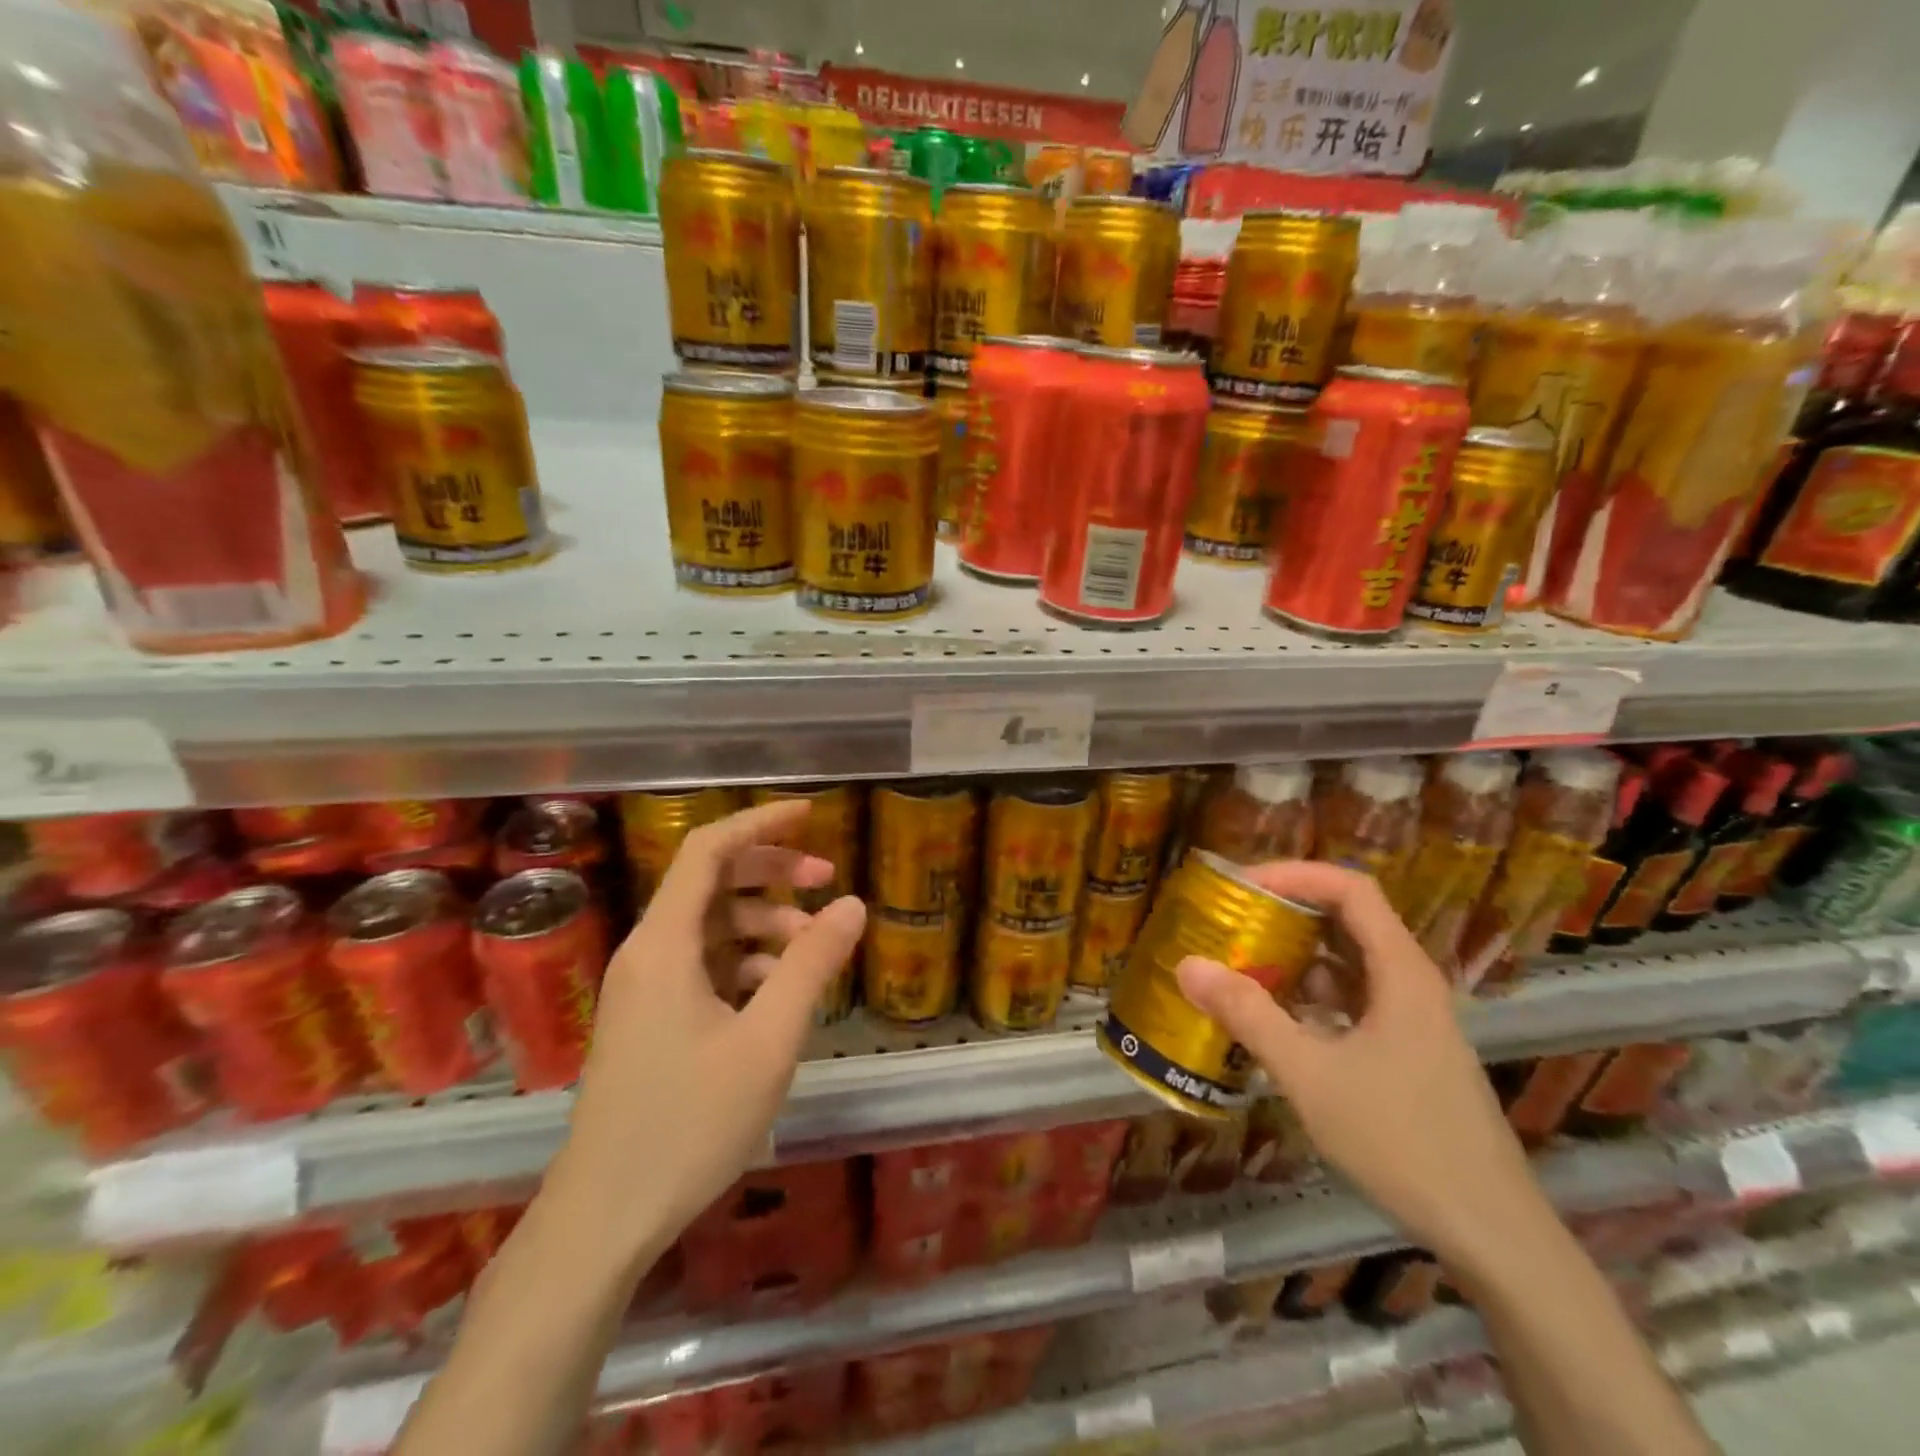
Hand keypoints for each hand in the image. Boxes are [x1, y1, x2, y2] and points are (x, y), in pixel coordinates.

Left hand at [547, 800, 866, 1267]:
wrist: (605, 1218)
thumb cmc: (689, 1123)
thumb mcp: (768, 1040)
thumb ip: (812, 965)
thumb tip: (852, 904)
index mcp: (665, 944)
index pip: (708, 850)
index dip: (760, 822)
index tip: (811, 814)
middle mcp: (648, 952)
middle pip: (711, 882)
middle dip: (771, 871)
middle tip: (826, 879)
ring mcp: (645, 988)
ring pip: (710, 926)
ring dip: (764, 922)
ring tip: (814, 947)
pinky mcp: (650, 1019)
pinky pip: (703, 964)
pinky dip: (746, 961)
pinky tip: (781, 990)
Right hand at [1174, 861, 1547, 1262]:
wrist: (1490, 1233)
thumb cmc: (1401, 1141)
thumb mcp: (1310, 1074)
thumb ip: (1248, 1015)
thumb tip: (1188, 965)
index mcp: (1401, 972)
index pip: (1350, 888)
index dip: (1295, 874)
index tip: (1242, 886)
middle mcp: (1411, 983)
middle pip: (1348, 920)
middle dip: (1287, 913)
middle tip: (1231, 921)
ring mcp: (1413, 1019)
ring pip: (1348, 963)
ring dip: (1296, 958)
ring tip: (1241, 966)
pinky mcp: (1408, 1051)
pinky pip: (1352, 1001)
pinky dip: (1312, 996)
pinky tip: (1276, 1021)